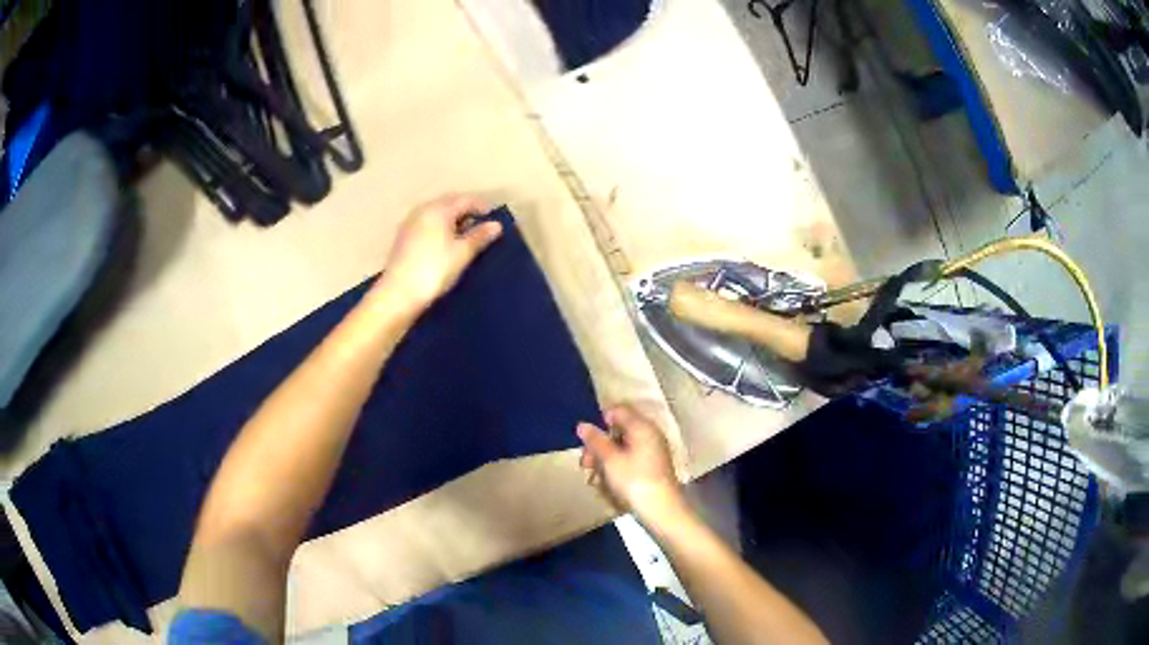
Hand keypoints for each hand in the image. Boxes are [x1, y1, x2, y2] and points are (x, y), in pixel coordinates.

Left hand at [372, 194, 502, 310]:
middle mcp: (423, 210)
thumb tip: (496, 225)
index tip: (495, 219)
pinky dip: (440, 229)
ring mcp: (410, 223)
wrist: (399, 294)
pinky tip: (446, 244)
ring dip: (453, 221)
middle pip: (450, 204)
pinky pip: (427, 225)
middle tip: (482, 227)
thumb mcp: (462, 253)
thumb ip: (480, 236)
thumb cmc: (435, 270)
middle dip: (467, 212)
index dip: (482, 207)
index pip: (466, 200)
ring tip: (466, 237)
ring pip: (437, 214)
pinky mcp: (404, 237)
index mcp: (439, 209)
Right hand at [578, 405, 685, 525]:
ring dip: (606, 458)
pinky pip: (631, 458)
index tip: (587, 441)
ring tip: (595, 477)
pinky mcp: (653, 466)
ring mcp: (653, 450)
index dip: (600, 422)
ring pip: (623, 446)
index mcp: (642, 427)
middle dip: (600, 445)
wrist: (662, 510)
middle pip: (619, 430)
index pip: (619, 410)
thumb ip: (596, 441)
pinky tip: (609, 482)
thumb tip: (582, 424)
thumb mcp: (610, 460)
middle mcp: (650, 434)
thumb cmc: (634, 481)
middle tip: (586, 463)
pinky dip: (617, 466)